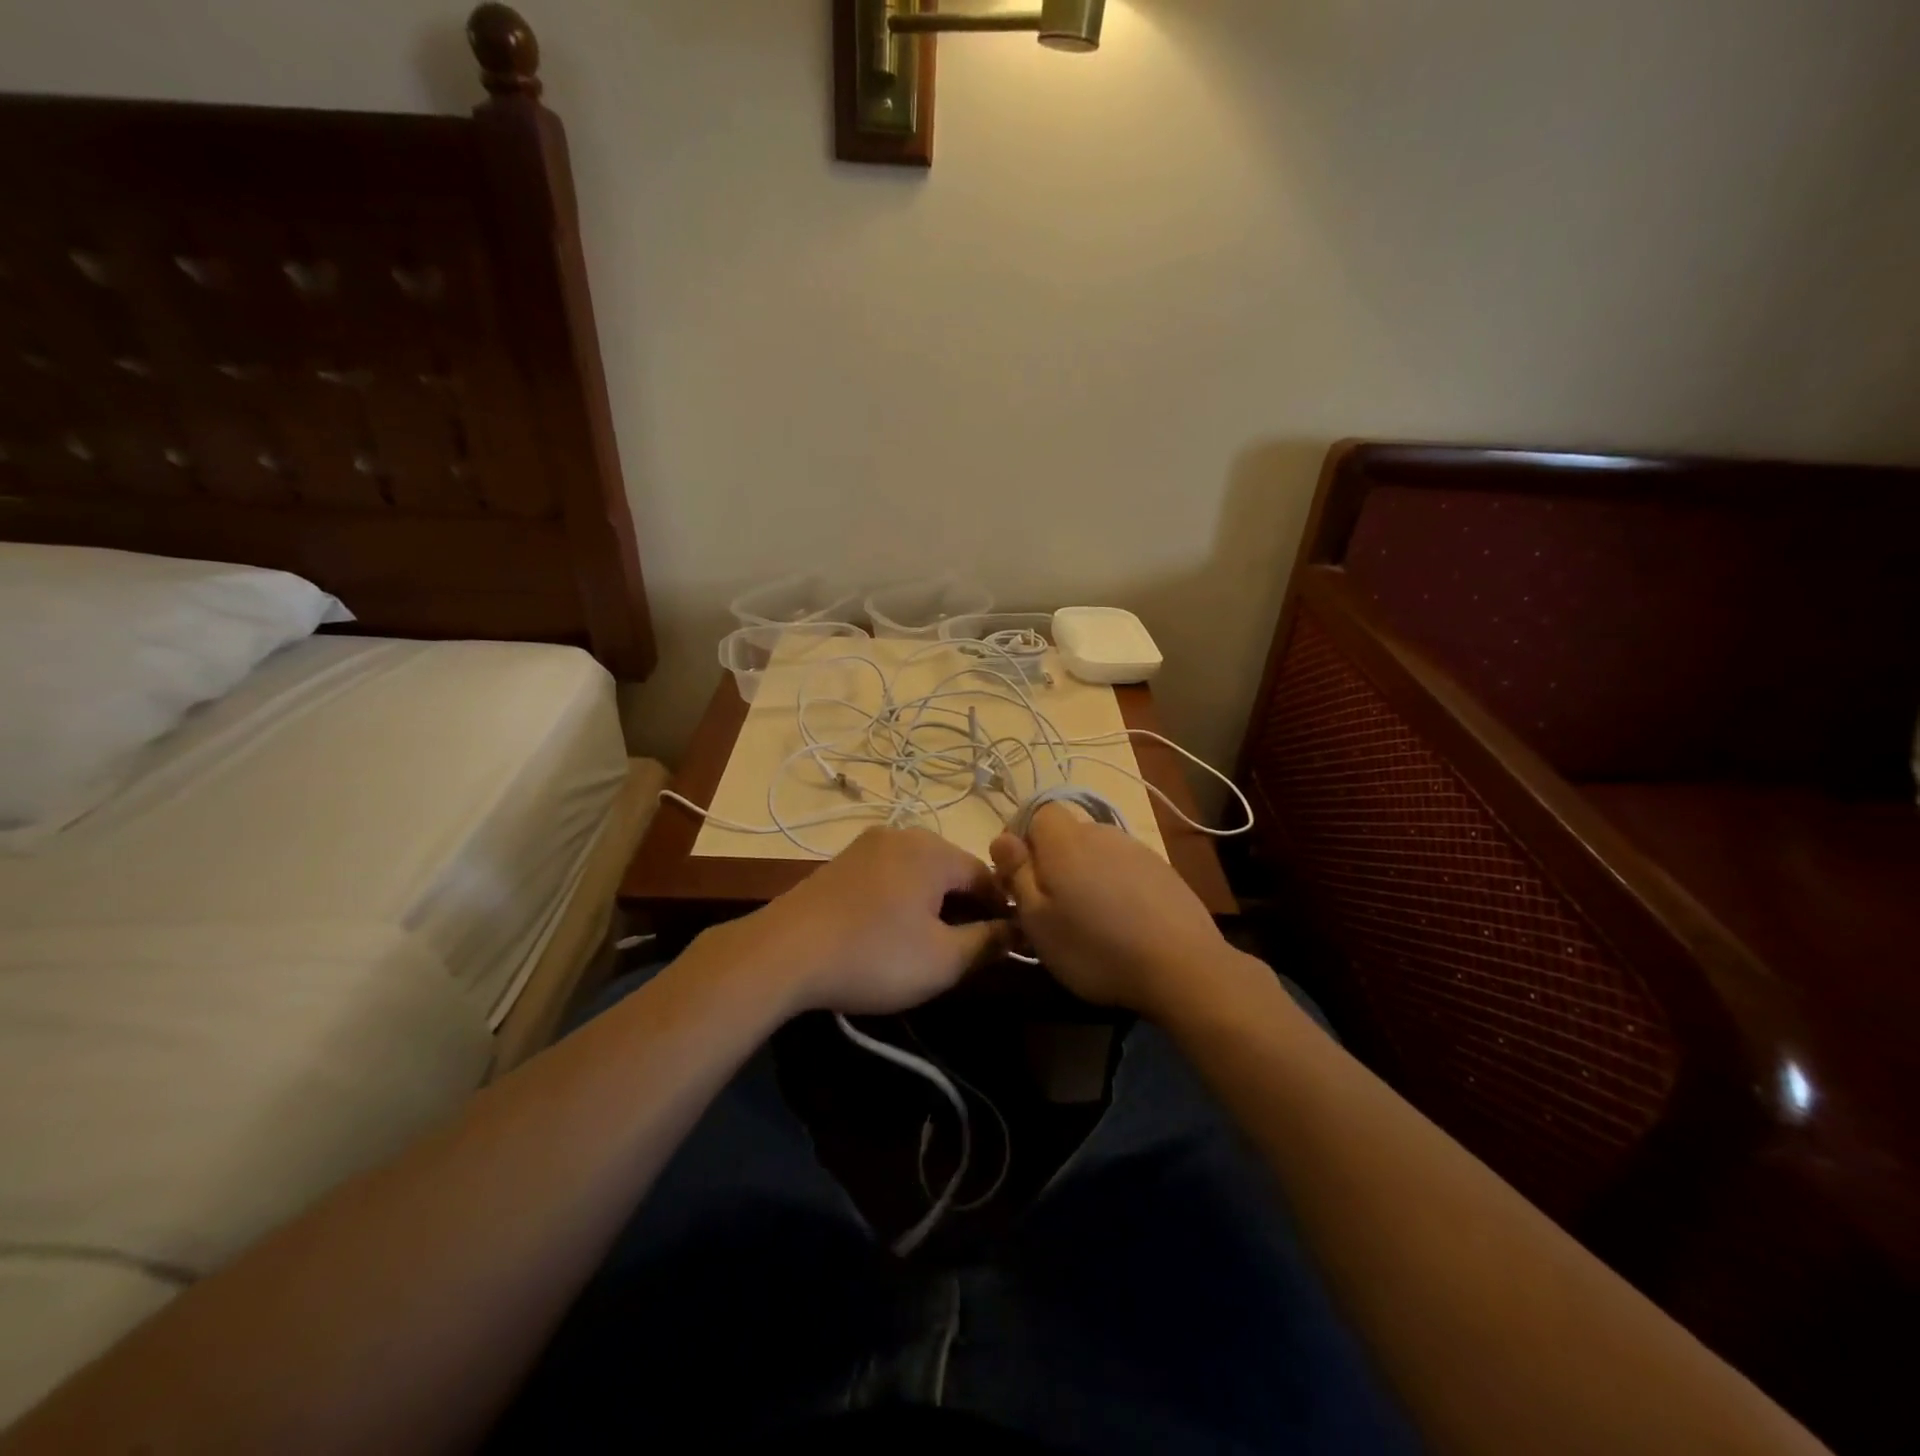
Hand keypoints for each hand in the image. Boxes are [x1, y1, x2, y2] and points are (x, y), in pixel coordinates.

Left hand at [740, 827, 1004, 1015]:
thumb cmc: (874, 955)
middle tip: (967, 949)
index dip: (1001, 910)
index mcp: (934, 850)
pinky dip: (900, 899)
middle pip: (950, 870)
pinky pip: (888, 876)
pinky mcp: (841, 863)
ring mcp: (866, 845)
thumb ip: (988, 942)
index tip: (1006, 943)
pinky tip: (890, 932)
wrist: (783, 953)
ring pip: (918, 872)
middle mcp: (903, 834)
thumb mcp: (943, 960)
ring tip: (929, 944)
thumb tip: (1017, 929)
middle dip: (965, 907)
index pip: (986, 876)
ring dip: (932, 904)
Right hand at [991, 803, 1232, 1019]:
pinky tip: (1124, 924)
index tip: (1019, 877)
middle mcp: (1102, 833)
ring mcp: (1138, 850)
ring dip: (1085, 875)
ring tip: (1089, 920)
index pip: (1037, 812)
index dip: (1023, 839)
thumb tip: (1002, 838)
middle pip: (1067, 834)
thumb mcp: (1037, 920)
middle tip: (1050, 907)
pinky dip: (1116, 888)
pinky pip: (1125, 870)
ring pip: (1097, 853)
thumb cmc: (1095, 947)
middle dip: (1052, 861)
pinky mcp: (1164, 871)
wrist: (1182, 966)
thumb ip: (1017, 874)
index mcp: (1066, 841)